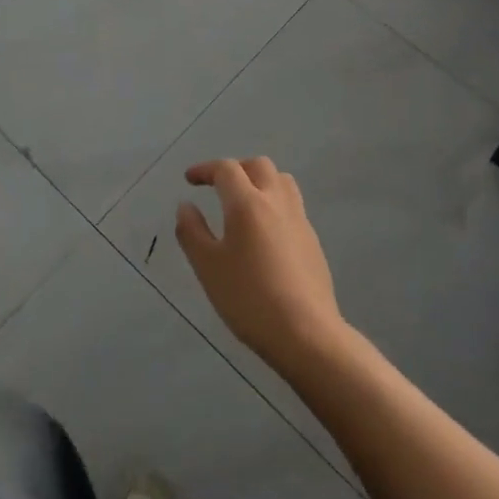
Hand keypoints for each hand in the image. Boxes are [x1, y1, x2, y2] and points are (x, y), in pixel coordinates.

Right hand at [175, 157, 345, 373]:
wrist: (305, 332)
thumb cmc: (249, 298)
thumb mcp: (208, 267)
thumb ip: (192, 232)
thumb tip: (185, 206)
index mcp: (247, 203)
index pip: (226, 169)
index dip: (205, 169)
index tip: (190, 179)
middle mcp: (276, 201)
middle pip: (258, 166)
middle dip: (235, 169)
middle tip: (217, 188)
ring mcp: (299, 219)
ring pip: (281, 180)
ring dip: (260, 181)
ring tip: (244, 203)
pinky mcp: (312, 239)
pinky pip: (292, 205)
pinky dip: (274, 203)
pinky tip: (265, 232)